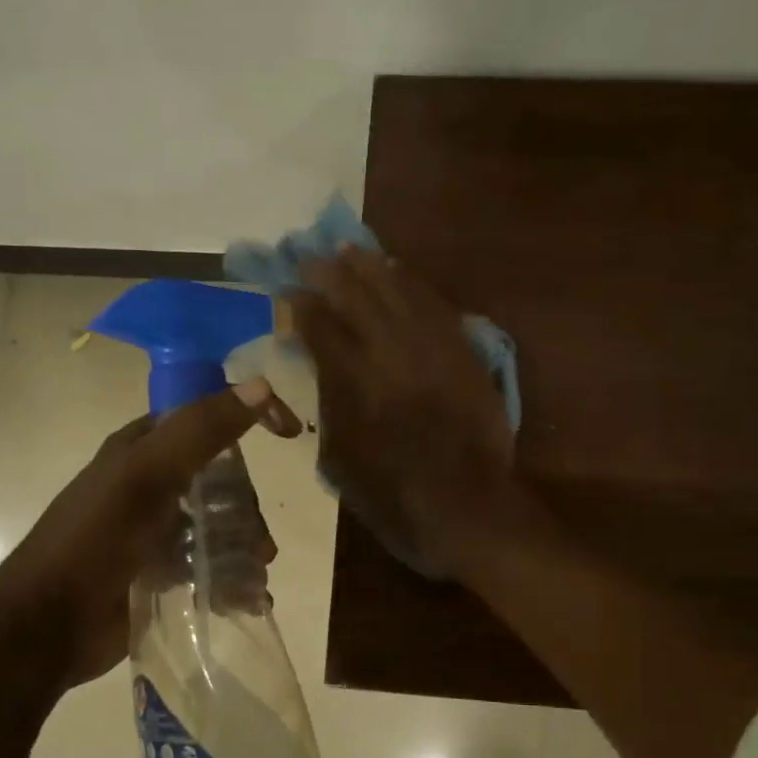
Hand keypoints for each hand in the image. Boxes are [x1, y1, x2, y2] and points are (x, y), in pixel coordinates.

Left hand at [0, 381, 295, 690]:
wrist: (47, 625)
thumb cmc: (96, 540)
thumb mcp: (148, 476)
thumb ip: (201, 430)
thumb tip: (262, 386)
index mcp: (142, 448)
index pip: (206, 416)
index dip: (249, 417)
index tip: (289, 435)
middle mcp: (149, 482)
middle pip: (220, 481)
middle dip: (247, 509)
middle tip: (261, 544)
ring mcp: (154, 529)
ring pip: (217, 525)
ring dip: (244, 548)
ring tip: (255, 578)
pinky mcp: (157, 571)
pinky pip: (207, 564)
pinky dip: (231, 579)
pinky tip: (247, 600)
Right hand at [293, 247, 515, 569]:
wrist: (468, 506)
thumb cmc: (395, 495)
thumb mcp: (341, 458)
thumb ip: (330, 405)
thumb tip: (322, 368)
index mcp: (355, 381)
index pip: (322, 328)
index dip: (303, 307)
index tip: (290, 293)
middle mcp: (392, 354)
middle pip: (358, 299)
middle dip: (331, 275)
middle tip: (313, 258)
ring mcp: (433, 350)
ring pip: (399, 293)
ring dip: (372, 269)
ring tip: (352, 251)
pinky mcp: (464, 354)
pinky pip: (437, 307)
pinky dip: (415, 285)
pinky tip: (401, 273)